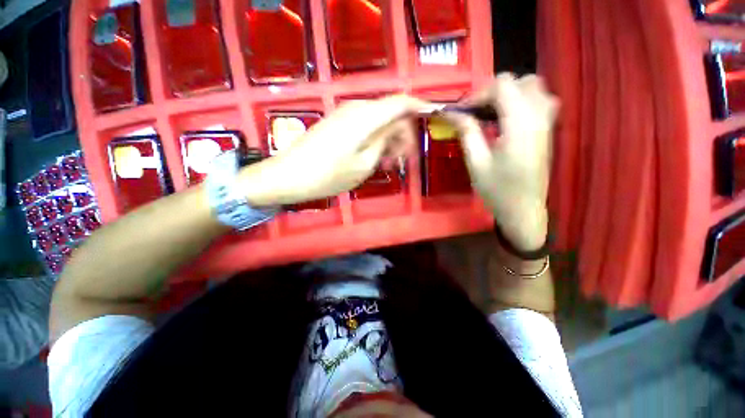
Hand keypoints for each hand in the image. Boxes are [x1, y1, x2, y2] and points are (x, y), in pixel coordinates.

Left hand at [238, 95, 427, 205]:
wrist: (289, 176)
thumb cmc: (329, 175)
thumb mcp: (365, 163)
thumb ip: (385, 141)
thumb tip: (398, 129)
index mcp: (366, 117)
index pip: (401, 102)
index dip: (419, 108)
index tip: (431, 120)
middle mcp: (356, 108)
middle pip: (390, 112)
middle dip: (401, 134)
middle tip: (399, 160)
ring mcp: (344, 114)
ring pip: (378, 120)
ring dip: (387, 139)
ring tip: (384, 164)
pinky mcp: (337, 123)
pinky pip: (364, 125)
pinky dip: (374, 139)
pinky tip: (371, 158)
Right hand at [443, 74, 558, 250]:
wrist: (523, 209)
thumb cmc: (497, 190)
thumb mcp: (476, 162)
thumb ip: (467, 132)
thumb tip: (452, 113)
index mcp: (520, 124)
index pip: (503, 85)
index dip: (479, 93)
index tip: (462, 112)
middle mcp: (539, 116)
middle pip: (520, 81)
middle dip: (494, 92)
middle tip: (476, 113)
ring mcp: (547, 122)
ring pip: (534, 87)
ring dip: (510, 94)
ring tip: (491, 114)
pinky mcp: (548, 130)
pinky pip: (540, 100)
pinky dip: (521, 101)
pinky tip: (506, 120)